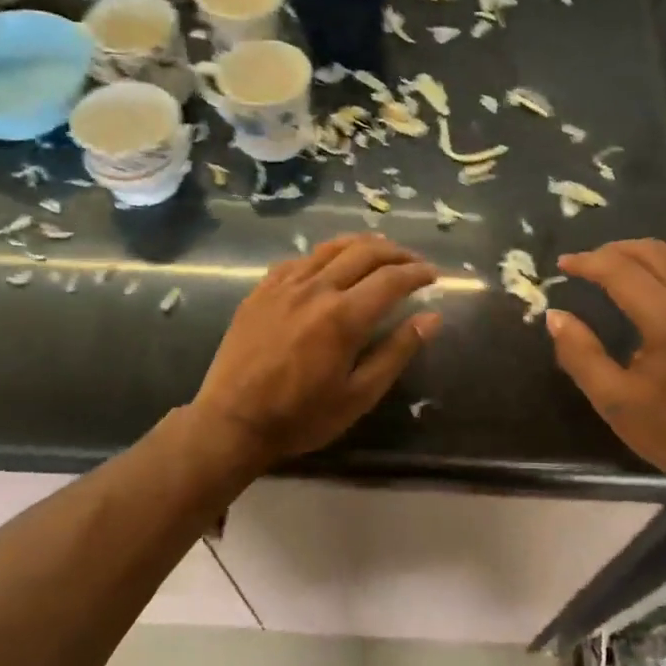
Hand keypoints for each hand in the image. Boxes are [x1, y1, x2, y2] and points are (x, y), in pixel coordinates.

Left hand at [192, 234, 441, 469]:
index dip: (417, 273)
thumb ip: (397, 352)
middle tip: (412, 262)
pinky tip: (330, 264)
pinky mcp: (262, 288)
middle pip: (365, 252)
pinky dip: (325, 254)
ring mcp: (285, 284)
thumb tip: (432, 318)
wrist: (232, 421)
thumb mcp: (359, 394)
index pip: (392, 279)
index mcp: (344, 316)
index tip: (433, 275)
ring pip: (331, 247)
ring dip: (362, 244)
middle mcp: (317, 288)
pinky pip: (301, 259)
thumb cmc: (302, 416)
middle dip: (396, 252)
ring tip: (380, 251)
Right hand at [546, 240, 665, 487]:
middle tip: (585, 263)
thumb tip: (555, 316)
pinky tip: (659, 283)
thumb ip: (580, 354)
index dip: (587, 262)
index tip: (563, 265)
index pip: (621, 271)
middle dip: (613, 251)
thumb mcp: (613, 401)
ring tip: (617, 265)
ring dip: (645, 253)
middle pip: (652, 252)